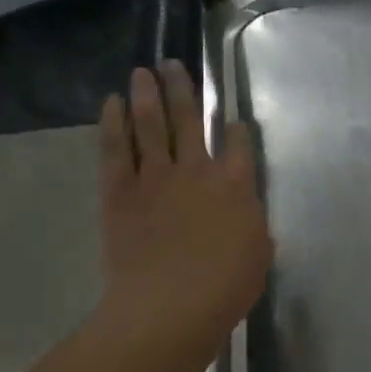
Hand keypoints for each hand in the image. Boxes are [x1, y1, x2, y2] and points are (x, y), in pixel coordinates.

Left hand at [95, 63, 270, 357]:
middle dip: (182, 88)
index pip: (239, 143)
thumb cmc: (225, 289)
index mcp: (237, 185)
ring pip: (151, 124)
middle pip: (189, 118)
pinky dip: (113, 123)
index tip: (232, 120)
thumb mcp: (258, 255)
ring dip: (147, 94)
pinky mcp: (120, 192)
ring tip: (142, 71)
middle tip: (172, 64)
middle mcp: (197, 169)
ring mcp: (156, 177)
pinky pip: (115, 149)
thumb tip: (245, 214)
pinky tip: (112, 103)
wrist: (169, 308)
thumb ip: (253, 226)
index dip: (237, 128)